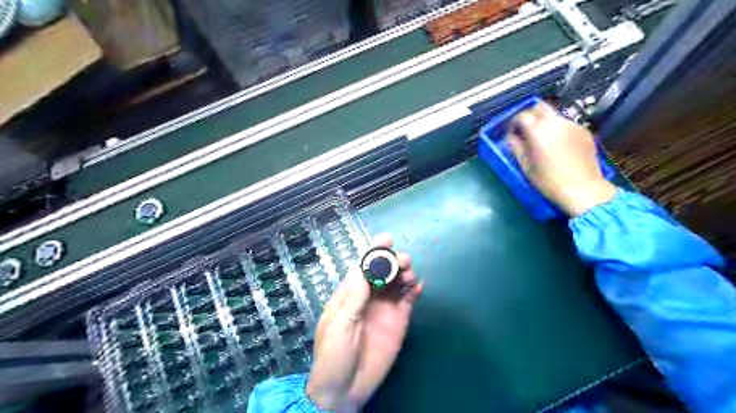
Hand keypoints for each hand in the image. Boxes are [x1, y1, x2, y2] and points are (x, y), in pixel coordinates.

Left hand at [304, 234, 418, 410]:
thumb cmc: (334, 354)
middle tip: (403, 261)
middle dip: (393, 260)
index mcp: (350, 293)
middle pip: (383, 270)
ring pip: (397, 282)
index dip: (374, 251)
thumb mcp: (340, 324)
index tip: (387, 238)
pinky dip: (415, 290)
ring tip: (409, 275)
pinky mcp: (399, 321)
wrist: (345, 389)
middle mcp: (369, 296)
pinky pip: (408, 300)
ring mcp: (385, 308)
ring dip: (404, 273)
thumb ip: (354, 297)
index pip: (363, 266)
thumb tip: (365, 268)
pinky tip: (419, 286)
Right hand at [510, 100, 615, 215]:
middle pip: (540, 106)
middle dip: (530, 115)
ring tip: (542, 139)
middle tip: (525, 130)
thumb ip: (516, 148)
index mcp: (539, 131)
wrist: (583, 189)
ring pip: (554, 115)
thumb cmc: (549, 181)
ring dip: (544, 122)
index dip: (514, 122)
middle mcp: (556, 122)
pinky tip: (558, 145)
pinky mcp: (584, 131)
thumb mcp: (526, 167)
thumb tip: (511, 137)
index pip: (522, 115)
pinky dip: (558, 129)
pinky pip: (566, 124)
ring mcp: (573, 125)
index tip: (511, 132)